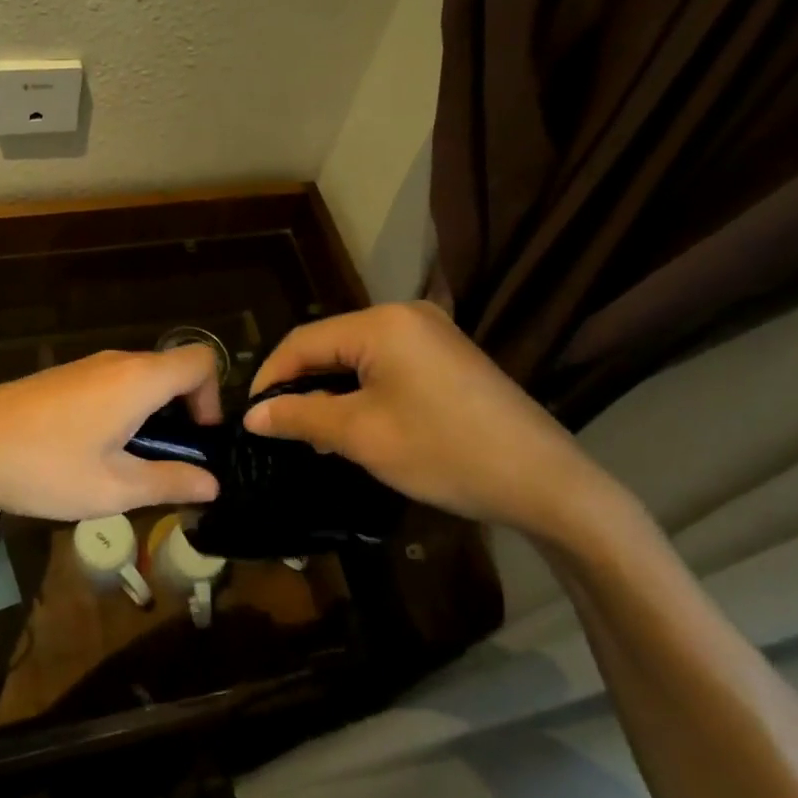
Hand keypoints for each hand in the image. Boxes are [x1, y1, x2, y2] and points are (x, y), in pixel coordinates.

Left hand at [0, 346, 222, 520]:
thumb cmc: (42, 466)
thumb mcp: (112, 488)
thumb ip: (169, 482)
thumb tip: (212, 483)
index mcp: (138, 379)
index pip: (201, 362)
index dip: (213, 399)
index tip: (197, 442)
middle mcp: (117, 362)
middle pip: (172, 372)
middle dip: (183, 415)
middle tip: (168, 466)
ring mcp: (87, 367)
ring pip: (141, 381)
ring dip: (151, 418)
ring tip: (130, 468)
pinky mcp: (64, 379)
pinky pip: (113, 386)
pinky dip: (123, 413)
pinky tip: (95, 455)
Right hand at [242, 302, 615, 537]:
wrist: (546, 482)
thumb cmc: (445, 452)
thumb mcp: (362, 437)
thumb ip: (301, 417)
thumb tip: (252, 415)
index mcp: (381, 324)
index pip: (303, 342)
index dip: (270, 378)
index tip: (251, 417)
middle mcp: (405, 315)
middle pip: (330, 345)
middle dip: (301, 386)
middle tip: (281, 429)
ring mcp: (432, 333)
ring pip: (358, 357)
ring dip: (331, 391)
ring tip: (314, 434)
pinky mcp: (448, 356)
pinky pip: (387, 365)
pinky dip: (363, 391)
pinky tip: (357, 425)